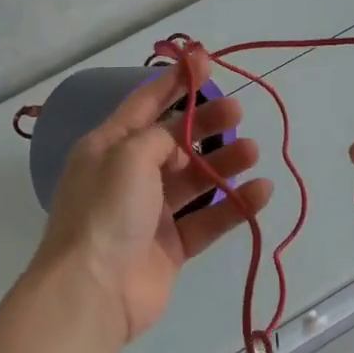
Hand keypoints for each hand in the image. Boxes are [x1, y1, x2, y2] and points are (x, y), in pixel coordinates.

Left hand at [34, 52, 273, 344]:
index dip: (175, 82)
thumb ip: (159, 137)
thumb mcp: (127, 155)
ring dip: (223, 163)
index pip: (145, 103)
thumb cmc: (106, 211)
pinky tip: (260, 192)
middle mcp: (128, 175)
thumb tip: (178, 142)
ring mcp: (150, 213)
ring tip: (254, 151)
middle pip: (174, 141)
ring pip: (194, 179)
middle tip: (238, 111)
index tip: (206, 60)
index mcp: (108, 147)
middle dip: (205, 123)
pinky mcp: (170, 246)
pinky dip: (233, 205)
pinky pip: (206, 219)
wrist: (92, 292)